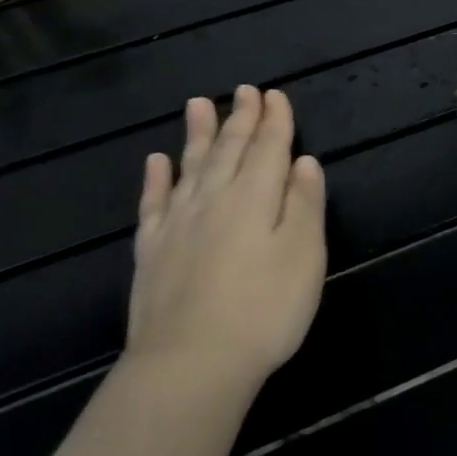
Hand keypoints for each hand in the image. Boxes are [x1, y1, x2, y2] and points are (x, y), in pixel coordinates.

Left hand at [125, 87, 327, 390]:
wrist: (191, 364)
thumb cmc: (264, 309)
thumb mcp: (304, 255)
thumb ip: (304, 204)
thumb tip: (304, 162)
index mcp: (254, 198)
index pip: (268, 149)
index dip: (274, 121)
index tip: (275, 95)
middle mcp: (214, 200)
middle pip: (229, 150)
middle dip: (240, 119)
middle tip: (245, 91)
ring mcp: (178, 225)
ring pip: (190, 167)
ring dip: (197, 135)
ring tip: (199, 105)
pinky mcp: (152, 252)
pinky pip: (153, 203)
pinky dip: (156, 179)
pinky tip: (156, 162)